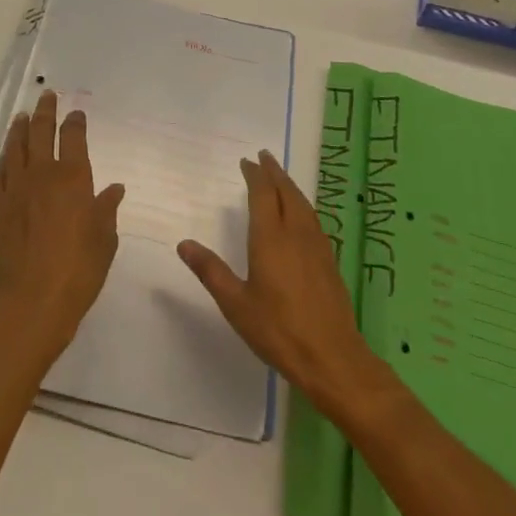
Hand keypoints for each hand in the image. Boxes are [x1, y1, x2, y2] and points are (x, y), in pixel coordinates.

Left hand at [0, 89, 124, 364]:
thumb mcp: (105, 241)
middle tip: (46, 96)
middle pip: (41, 132)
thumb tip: (114, 189)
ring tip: (22, 116)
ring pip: (16, 147)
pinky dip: (4, 159)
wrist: (31, 302)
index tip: (75, 113)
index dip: (75, 121)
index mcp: (73, 178)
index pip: (73, 137)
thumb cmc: (78, 271)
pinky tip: (5, 155)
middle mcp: (42, 174)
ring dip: (20, 129)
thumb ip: (106, 210)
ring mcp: (14, 189)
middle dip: (46, 111)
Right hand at [178, 150, 381, 413]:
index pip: (263, 194)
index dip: (255, 175)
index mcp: (271, 238)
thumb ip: (210, 271)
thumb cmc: (278, 330)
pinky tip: (301, 215)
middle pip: (286, 192)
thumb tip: (183, 243)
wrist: (332, 358)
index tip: (247, 162)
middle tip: (264, 157)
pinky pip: (313, 219)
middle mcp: (296, 233)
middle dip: (274, 172)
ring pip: (303, 204)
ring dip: (289, 186)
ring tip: (280, 178)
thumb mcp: (235, 303)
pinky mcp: (329, 261)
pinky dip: (302, 204)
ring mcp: (317, 246)